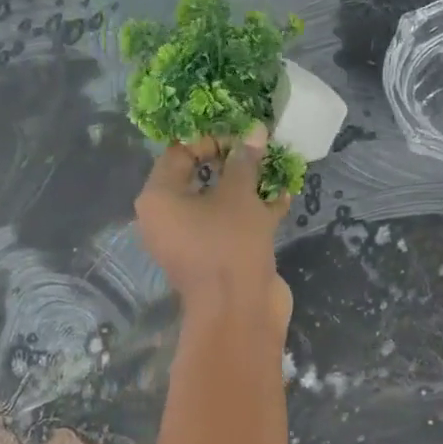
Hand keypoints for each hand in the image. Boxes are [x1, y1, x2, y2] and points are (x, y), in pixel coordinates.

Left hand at [135, 127, 291, 333]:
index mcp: (159, 199)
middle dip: (232, 161)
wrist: (239, 312)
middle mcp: (168, 218)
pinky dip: (254, 211)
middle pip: (199, 178)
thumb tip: (254, 131)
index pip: (178, 154)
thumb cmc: (229, 245)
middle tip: (259, 145)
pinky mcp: (216, 256)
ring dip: (247, 186)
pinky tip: (283, 196)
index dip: (209, 138)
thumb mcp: (238, 196)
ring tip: (275, 166)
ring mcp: (192, 240)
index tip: (240, 133)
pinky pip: (231, 225)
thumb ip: (245, 161)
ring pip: (219, 203)